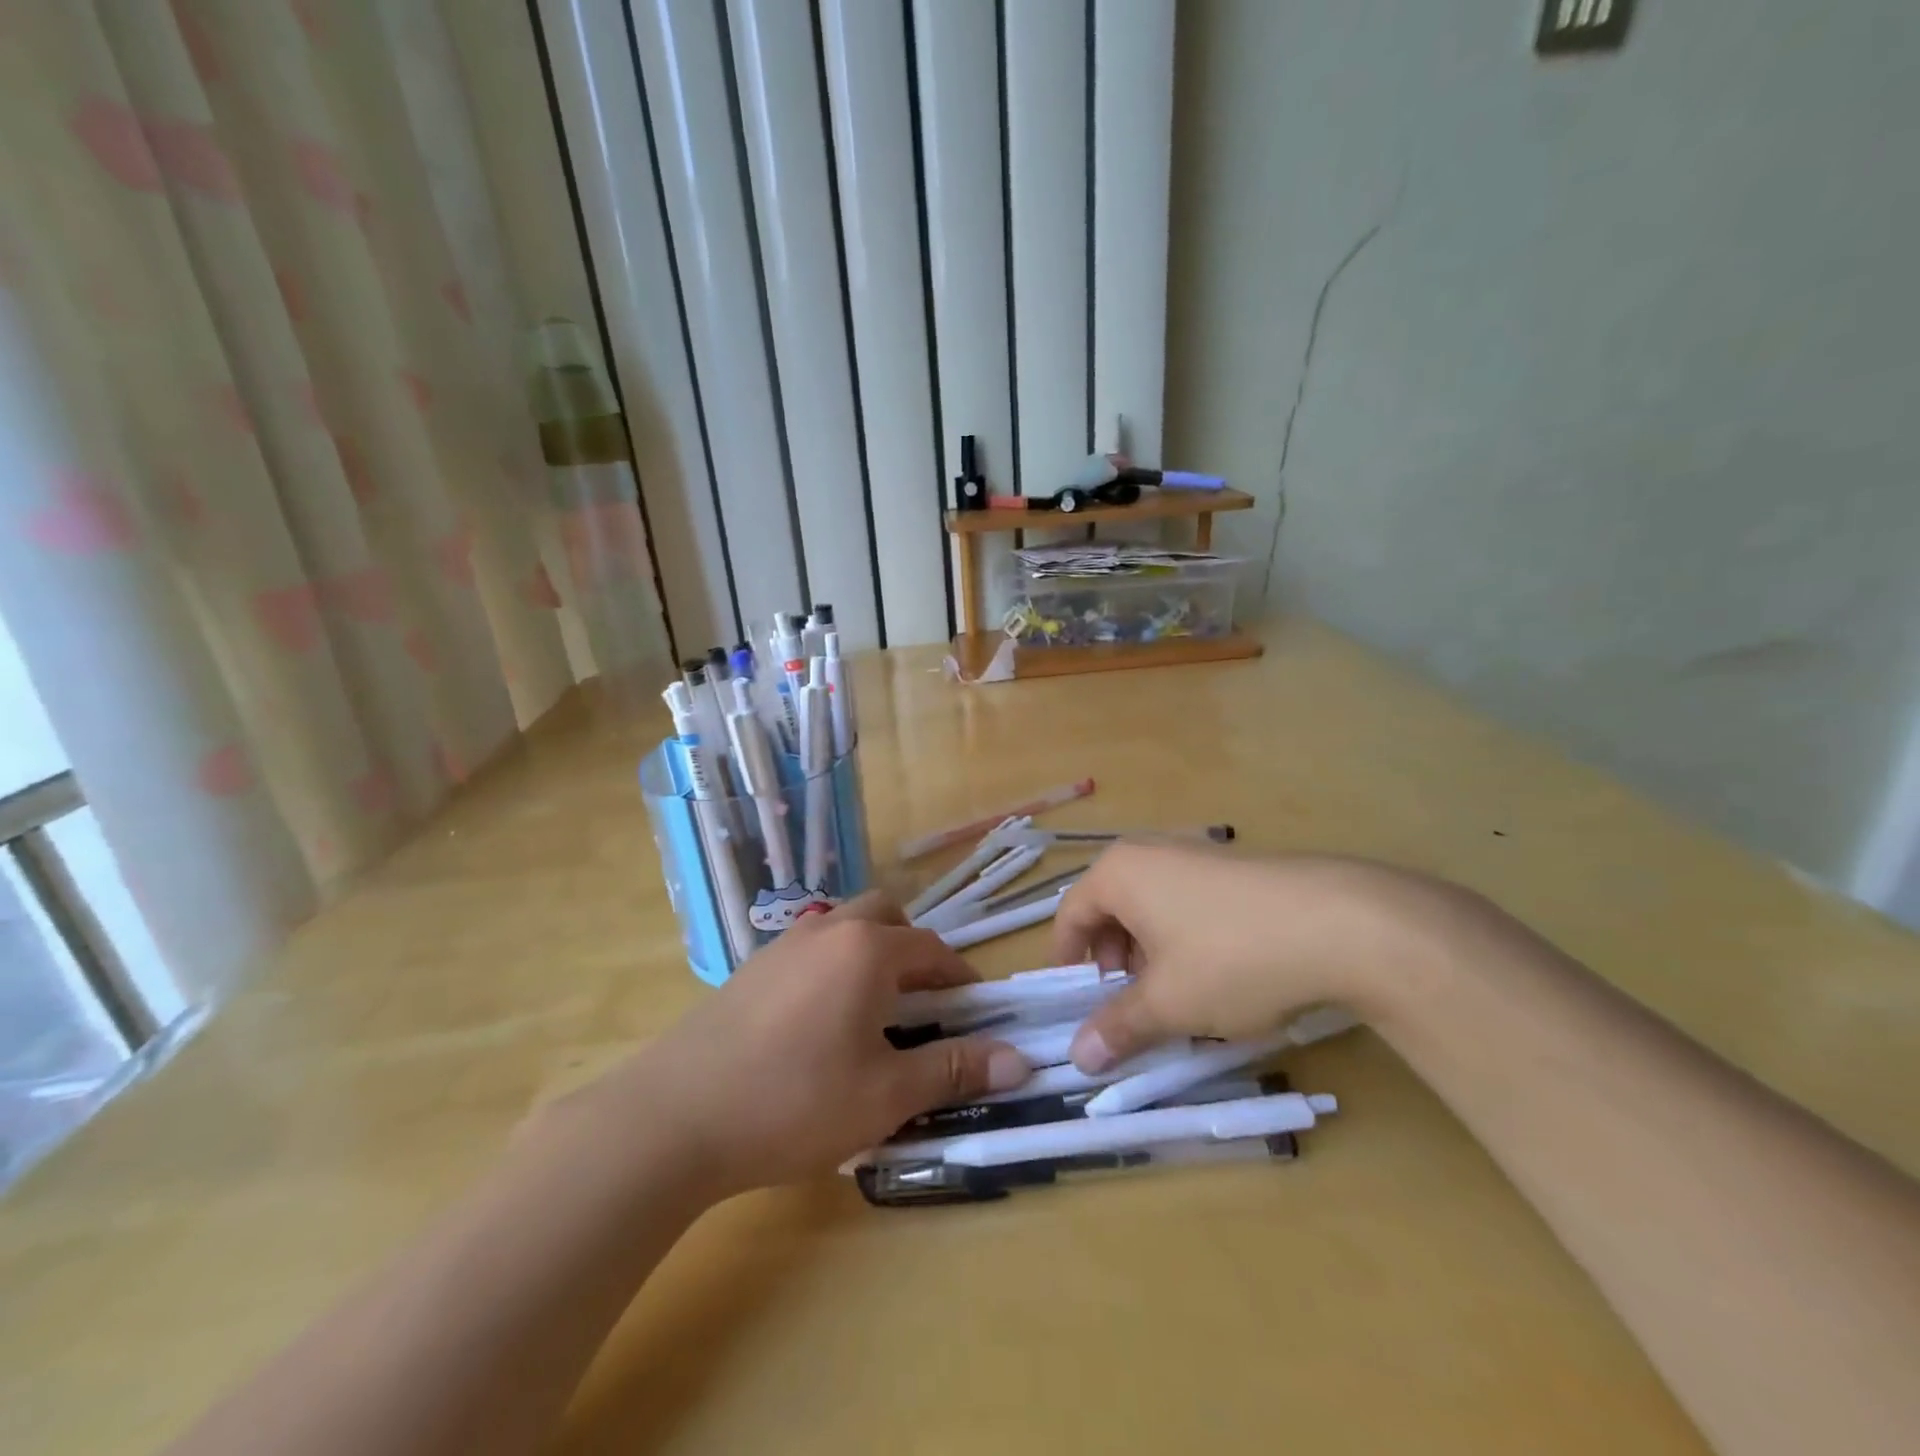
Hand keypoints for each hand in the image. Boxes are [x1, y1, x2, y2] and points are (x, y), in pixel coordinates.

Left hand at [583, 894, 1030, 1199]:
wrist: (675, 1117)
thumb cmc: (794, 1101)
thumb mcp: (885, 1095)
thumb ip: (953, 1070)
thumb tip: (1019, 1061)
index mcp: (868, 949)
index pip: (933, 950)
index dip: (962, 978)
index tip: (976, 1013)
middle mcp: (828, 929)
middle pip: (887, 917)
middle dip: (915, 952)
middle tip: (924, 1004)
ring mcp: (783, 944)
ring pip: (845, 928)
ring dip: (872, 955)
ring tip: (875, 1013)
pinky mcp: (751, 968)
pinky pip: (811, 949)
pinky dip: (834, 968)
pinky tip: (820, 1023)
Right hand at [1052, 843, 1454, 1070]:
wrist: (1342, 924)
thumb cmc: (1231, 958)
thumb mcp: (1168, 1003)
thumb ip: (1118, 1027)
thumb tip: (1078, 1057)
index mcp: (1119, 872)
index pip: (1070, 915)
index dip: (1068, 962)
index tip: (1077, 1003)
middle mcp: (1151, 853)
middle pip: (1109, 908)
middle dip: (1113, 960)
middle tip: (1128, 1002)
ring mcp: (1196, 854)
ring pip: (1151, 907)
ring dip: (1149, 952)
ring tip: (1175, 994)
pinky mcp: (1235, 868)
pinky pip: (1187, 901)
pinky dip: (1183, 938)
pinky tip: (1217, 974)